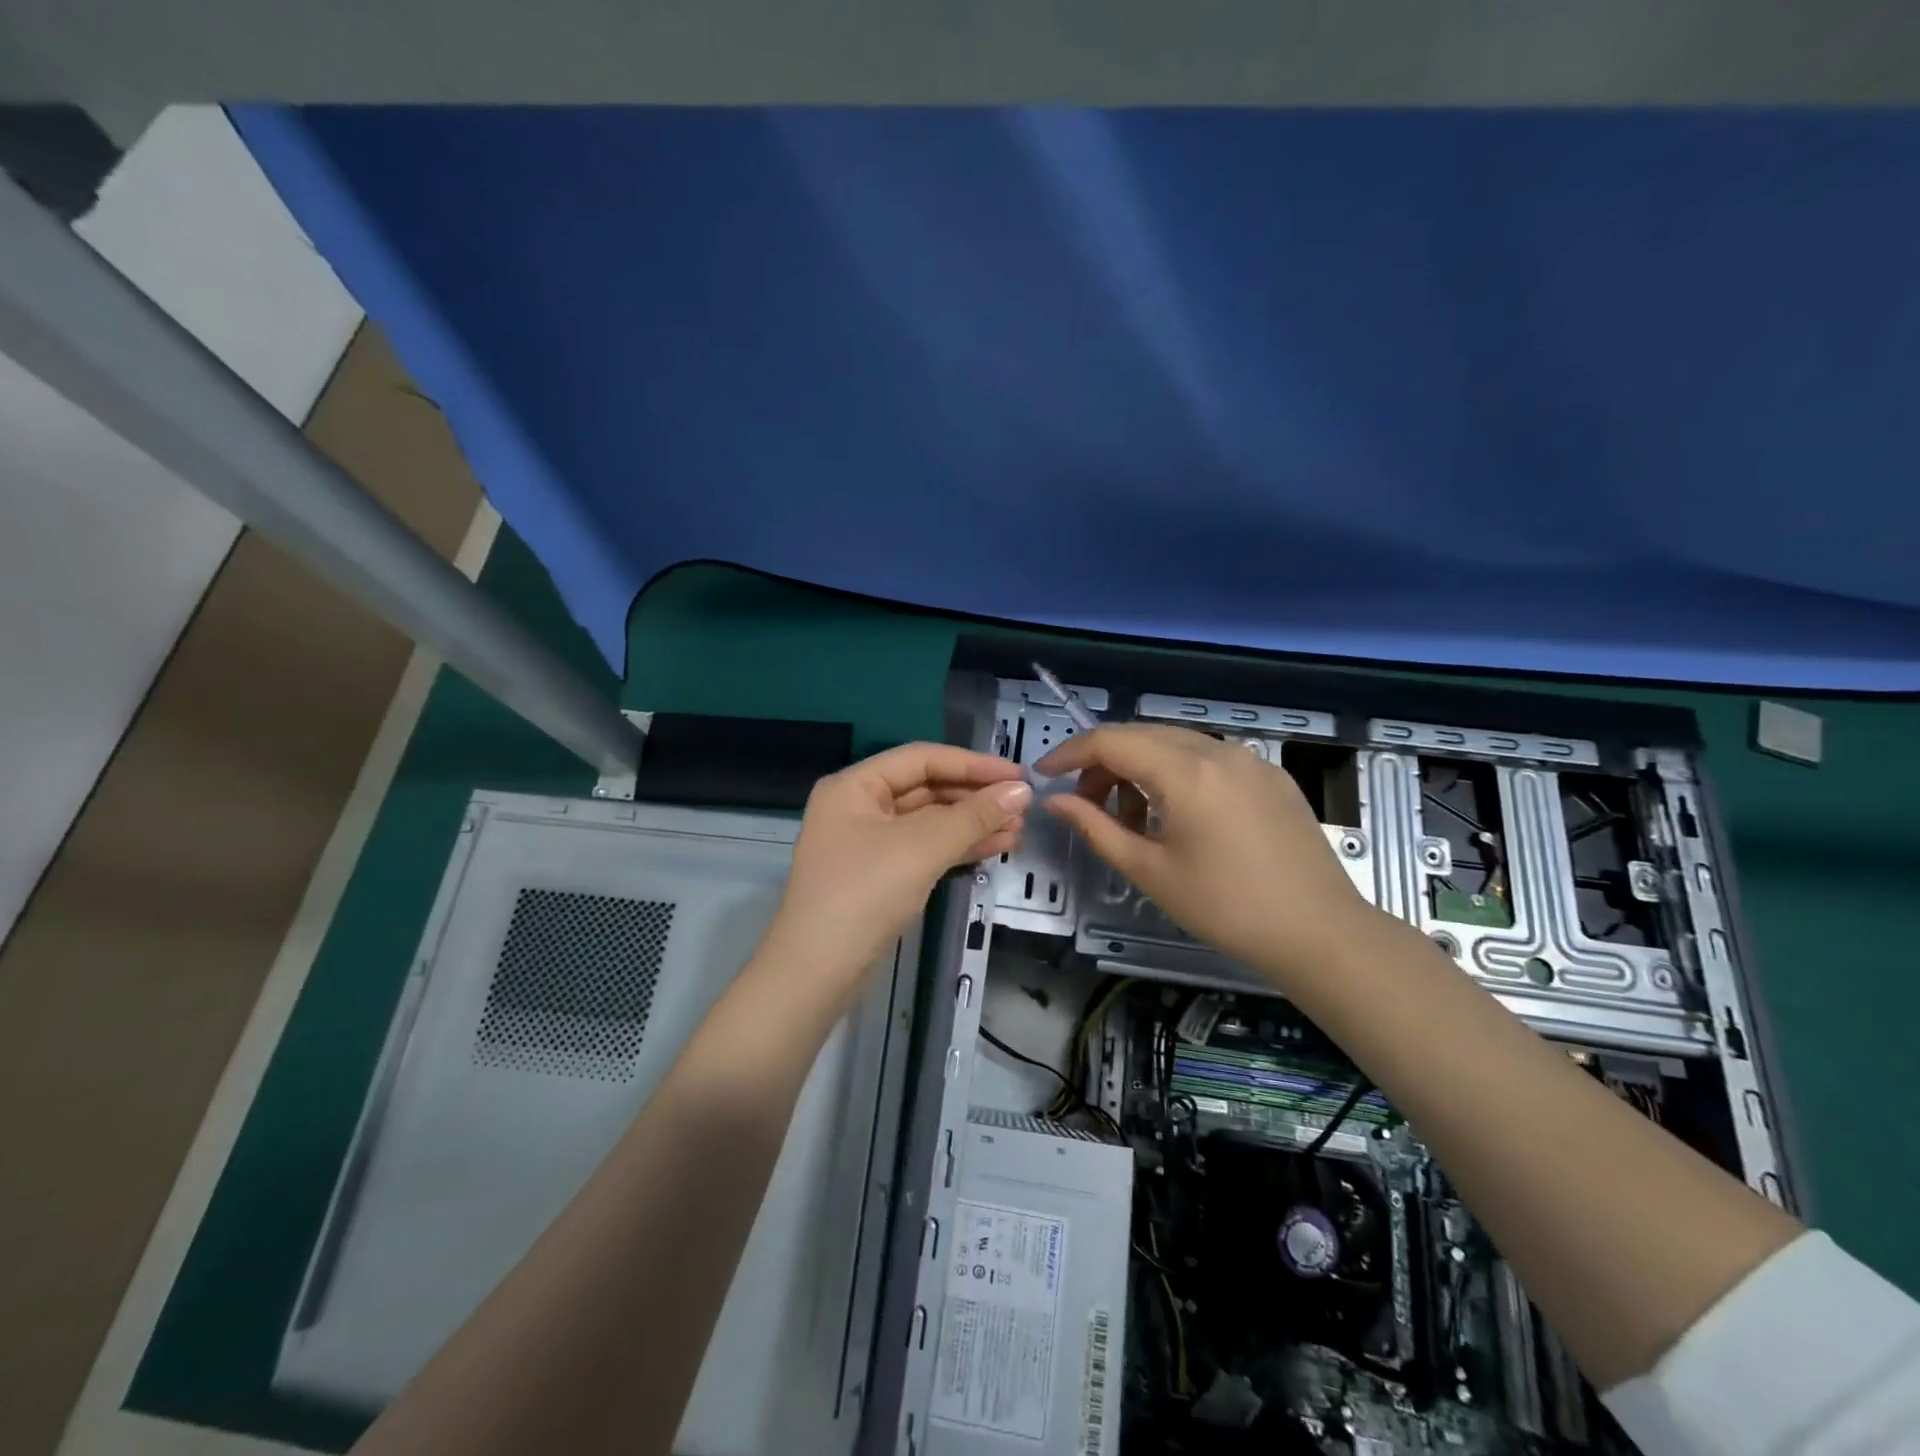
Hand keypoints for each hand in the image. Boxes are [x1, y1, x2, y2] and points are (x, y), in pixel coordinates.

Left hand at [755, 743, 1032, 1017]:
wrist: (817, 973)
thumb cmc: (863, 894)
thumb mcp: (921, 848)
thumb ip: (973, 816)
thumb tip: (1021, 791)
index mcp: (855, 786)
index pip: (921, 759)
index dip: (972, 764)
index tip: (1018, 776)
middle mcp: (859, 807)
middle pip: (926, 789)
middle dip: (975, 797)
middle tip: (1022, 807)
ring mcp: (869, 843)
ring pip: (929, 821)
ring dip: (972, 823)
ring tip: (1018, 830)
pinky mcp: (881, 875)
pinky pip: (925, 848)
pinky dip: (958, 847)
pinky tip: (995, 847)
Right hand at [1036, 723, 1372, 988]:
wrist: (1319, 932)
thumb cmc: (1225, 908)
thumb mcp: (1149, 871)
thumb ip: (1095, 827)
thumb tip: (1055, 801)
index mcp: (1186, 772)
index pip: (1111, 741)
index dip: (1070, 753)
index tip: (1045, 775)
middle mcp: (1218, 750)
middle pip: (1142, 735)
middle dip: (1103, 762)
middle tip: (1084, 802)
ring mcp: (1249, 759)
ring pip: (1175, 743)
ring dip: (1140, 767)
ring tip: (1131, 817)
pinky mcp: (1270, 775)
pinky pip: (1208, 757)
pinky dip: (1176, 773)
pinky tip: (1176, 814)